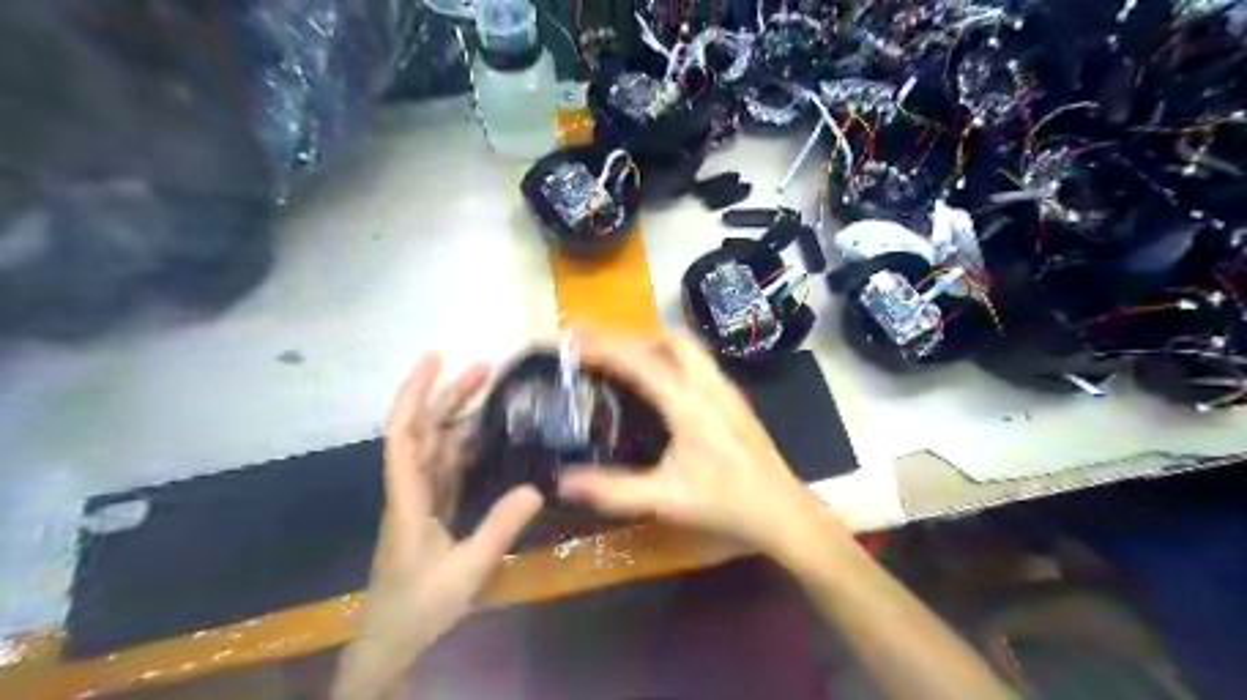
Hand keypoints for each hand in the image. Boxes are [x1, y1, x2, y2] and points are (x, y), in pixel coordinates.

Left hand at [334, 356, 543, 699]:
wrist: (391, 640)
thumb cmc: (419, 606)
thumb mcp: (466, 570)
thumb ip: (499, 528)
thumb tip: (537, 487)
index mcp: (408, 497)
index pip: (403, 434)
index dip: (414, 393)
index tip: (435, 359)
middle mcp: (410, 488)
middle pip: (423, 430)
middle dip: (447, 394)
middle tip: (484, 368)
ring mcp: (421, 498)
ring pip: (436, 445)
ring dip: (458, 415)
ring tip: (491, 391)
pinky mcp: (432, 509)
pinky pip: (448, 466)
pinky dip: (466, 444)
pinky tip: (489, 434)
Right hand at [558, 332, 840, 566]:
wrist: (784, 511)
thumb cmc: (728, 504)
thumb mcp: (667, 500)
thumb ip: (614, 490)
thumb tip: (562, 481)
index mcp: (691, 406)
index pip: (642, 362)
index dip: (603, 347)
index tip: (572, 339)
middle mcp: (710, 385)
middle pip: (669, 339)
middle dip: (629, 335)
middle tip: (596, 345)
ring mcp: (726, 388)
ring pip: (687, 346)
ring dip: (651, 341)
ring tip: (621, 355)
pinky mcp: (733, 397)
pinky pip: (697, 360)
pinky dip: (669, 356)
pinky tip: (657, 378)